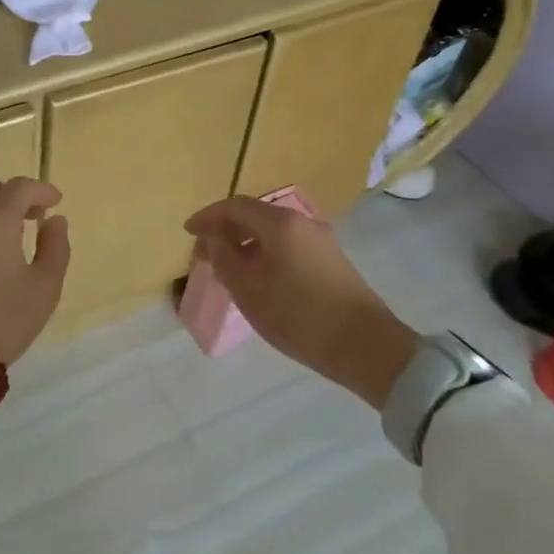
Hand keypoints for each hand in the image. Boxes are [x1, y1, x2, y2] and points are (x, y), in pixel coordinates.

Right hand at [184, 196, 415, 406]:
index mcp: (278, 223)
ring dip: (246, 242)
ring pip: (272, 230)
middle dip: (226, 229)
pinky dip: (265, 251)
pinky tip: (259, 277)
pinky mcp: (331, 258)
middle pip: (254, 214)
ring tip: (228, 267)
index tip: (187, 232)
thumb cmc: (299, 316)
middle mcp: (300, 221)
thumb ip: (223, 258)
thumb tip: (212, 238)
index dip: (207, 217)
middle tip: (205, 252)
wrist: (365, 346)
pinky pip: (287, 243)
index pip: (234, 206)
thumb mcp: (248, 290)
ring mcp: (319, 238)